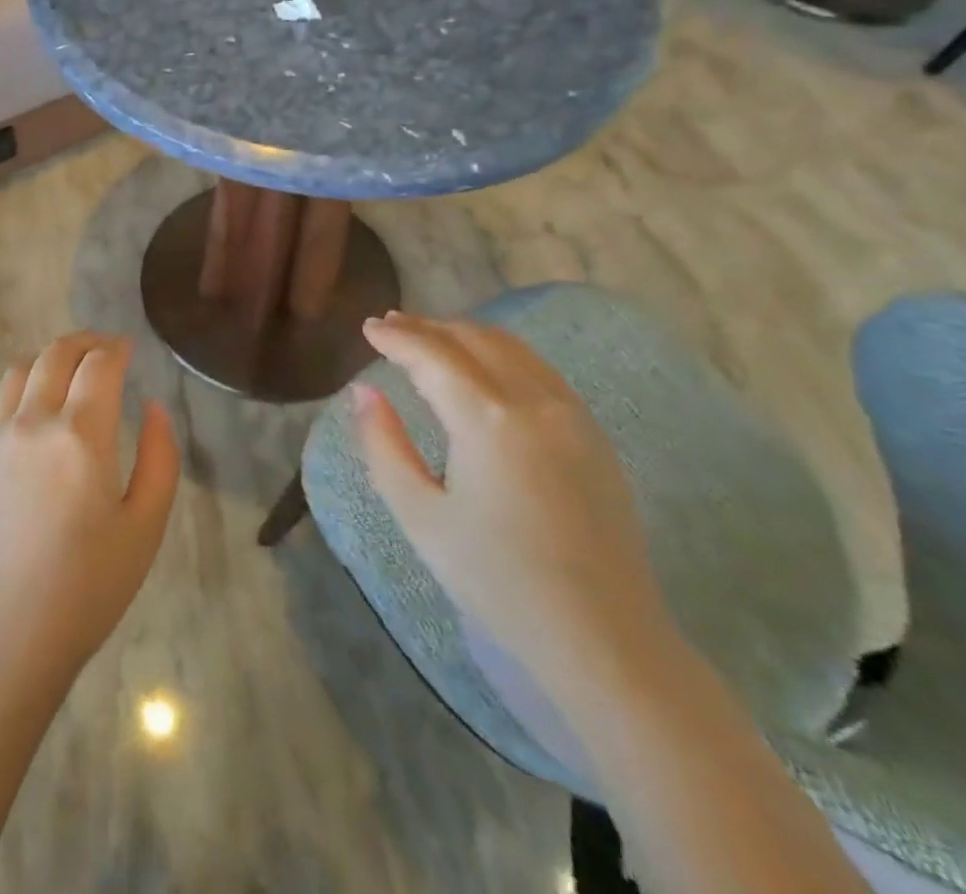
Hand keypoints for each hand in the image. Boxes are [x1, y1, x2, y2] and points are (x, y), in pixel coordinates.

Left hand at [0, 332, 180, 688]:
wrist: (0, 643)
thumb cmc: (85, 590)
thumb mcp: (145, 528)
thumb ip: (160, 459)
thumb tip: (153, 407)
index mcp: (80, 435)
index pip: (100, 365)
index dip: (117, 349)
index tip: (128, 349)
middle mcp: (32, 423)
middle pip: (55, 355)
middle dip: (83, 343)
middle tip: (101, 350)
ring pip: (15, 373)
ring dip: (44, 362)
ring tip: (62, 374)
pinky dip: (6, 394)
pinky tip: (18, 411)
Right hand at [352, 311, 668, 684]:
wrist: (604, 639)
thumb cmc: (498, 581)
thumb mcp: (420, 516)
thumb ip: (383, 445)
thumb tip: (362, 391)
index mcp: (486, 419)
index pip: (432, 355)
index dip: (396, 337)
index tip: (368, 328)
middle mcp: (533, 401)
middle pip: (472, 340)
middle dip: (427, 327)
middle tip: (390, 326)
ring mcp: (571, 414)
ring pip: (511, 348)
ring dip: (465, 335)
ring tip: (431, 338)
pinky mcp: (593, 435)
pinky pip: (539, 371)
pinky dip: (501, 354)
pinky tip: (484, 369)